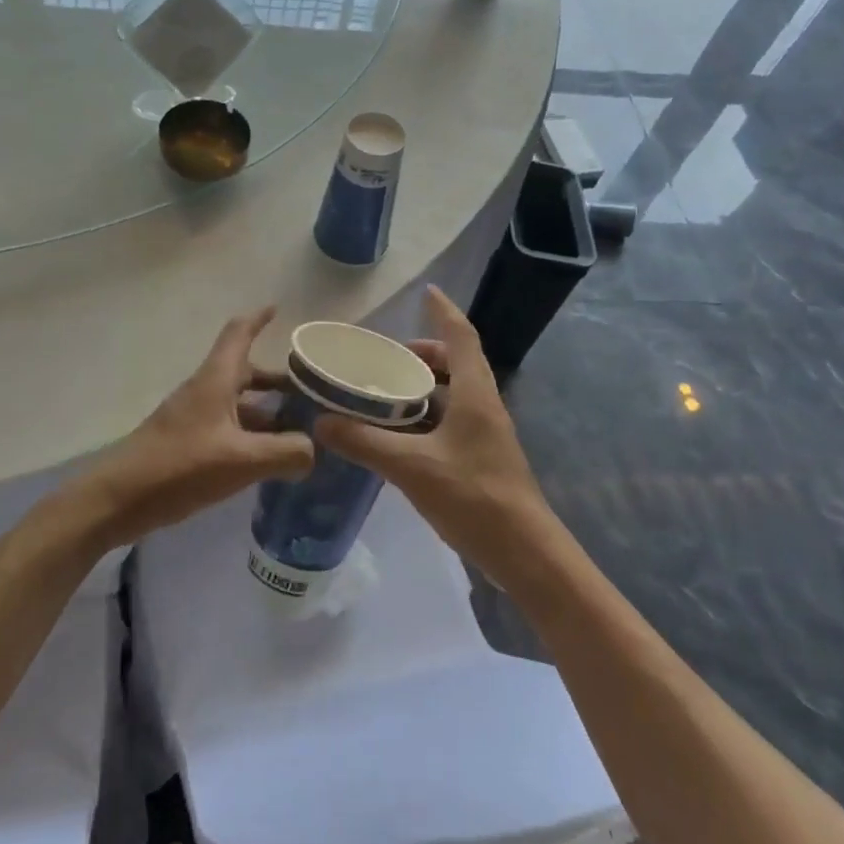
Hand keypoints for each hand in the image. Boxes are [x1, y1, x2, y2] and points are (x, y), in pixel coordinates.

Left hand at [90, 307, 314, 546]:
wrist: (117, 500)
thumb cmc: (179, 468)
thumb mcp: (241, 461)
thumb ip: (285, 453)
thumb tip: (313, 449)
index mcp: (215, 381)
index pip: (238, 334)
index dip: (258, 319)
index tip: (278, 309)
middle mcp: (205, 392)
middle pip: (245, 372)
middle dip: (278, 379)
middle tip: (312, 391)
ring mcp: (194, 419)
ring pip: (238, 404)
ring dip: (268, 411)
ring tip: (300, 430)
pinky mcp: (187, 444)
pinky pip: (228, 429)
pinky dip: (251, 436)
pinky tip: (269, 459)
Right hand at [312, 286, 556, 587]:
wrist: (523, 551)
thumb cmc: (473, 496)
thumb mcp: (411, 466)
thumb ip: (364, 442)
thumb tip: (320, 422)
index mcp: (474, 394)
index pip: (461, 337)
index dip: (444, 312)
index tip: (427, 292)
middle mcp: (483, 405)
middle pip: (456, 364)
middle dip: (424, 354)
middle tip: (386, 358)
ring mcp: (484, 433)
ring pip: (452, 395)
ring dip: (423, 388)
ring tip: (384, 394)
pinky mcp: (480, 458)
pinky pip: (449, 422)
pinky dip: (424, 418)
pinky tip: (396, 436)